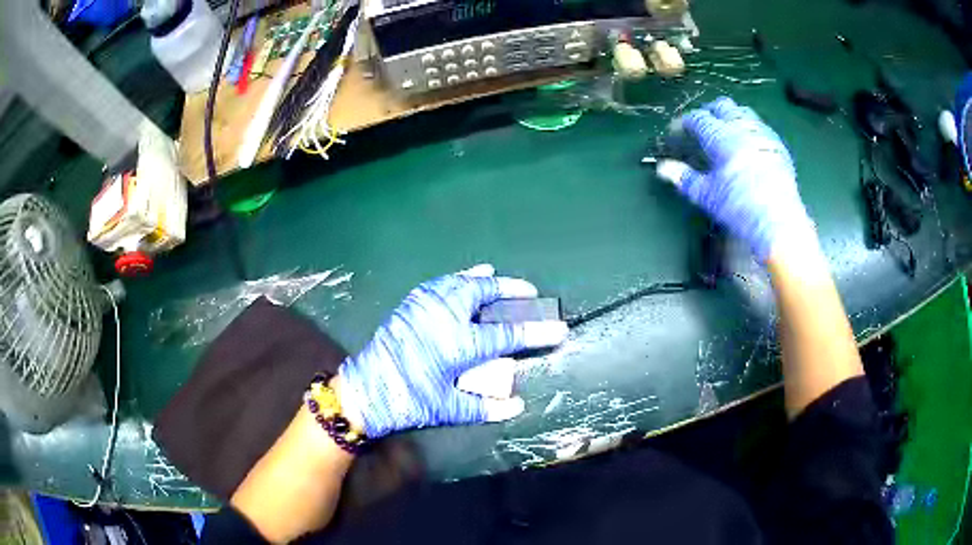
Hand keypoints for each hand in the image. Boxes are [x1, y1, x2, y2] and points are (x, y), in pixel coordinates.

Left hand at [337, 265, 568, 438]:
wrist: (365, 390)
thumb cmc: (409, 401)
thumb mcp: (450, 409)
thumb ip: (487, 407)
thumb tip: (518, 405)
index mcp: (460, 344)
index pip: (508, 334)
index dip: (537, 332)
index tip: (559, 329)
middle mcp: (445, 316)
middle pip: (485, 293)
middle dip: (511, 290)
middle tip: (529, 292)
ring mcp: (425, 305)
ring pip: (462, 281)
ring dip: (484, 279)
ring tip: (498, 277)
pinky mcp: (410, 304)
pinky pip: (441, 283)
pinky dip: (458, 278)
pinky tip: (464, 278)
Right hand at [656, 97, 814, 260]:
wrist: (778, 220)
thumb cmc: (739, 207)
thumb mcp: (707, 195)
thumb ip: (684, 178)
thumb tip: (662, 168)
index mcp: (721, 137)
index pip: (698, 118)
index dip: (684, 123)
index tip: (677, 133)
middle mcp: (742, 127)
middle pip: (722, 106)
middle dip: (709, 112)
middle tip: (702, 129)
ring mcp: (762, 133)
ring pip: (743, 112)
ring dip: (730, 117)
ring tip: (725, 133)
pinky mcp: (778, 145)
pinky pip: (760, 126)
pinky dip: (749, 129)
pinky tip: (748, 144)